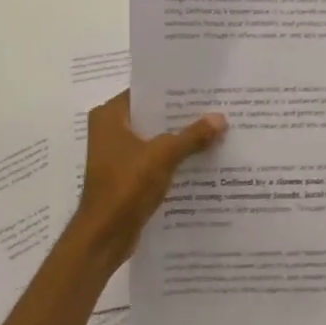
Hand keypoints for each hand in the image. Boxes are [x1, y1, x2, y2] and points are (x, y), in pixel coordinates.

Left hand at [71, 91, 225, 266]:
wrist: (104, 235)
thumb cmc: (126, 186)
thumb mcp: (163, 156)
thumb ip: (192, 136)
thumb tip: (221, 118)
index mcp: (109, 116)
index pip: (145, 92)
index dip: (173, 90)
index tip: (202, 89)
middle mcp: (109, 131)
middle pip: (152, 116)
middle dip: (181, 116)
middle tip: (216, 108)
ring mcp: (117, 156)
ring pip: (155, 140)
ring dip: (179, 139)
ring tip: (215, 131)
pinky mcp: (126, 177)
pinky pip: (155, 160)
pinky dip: (173, 160)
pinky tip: (201, 159)